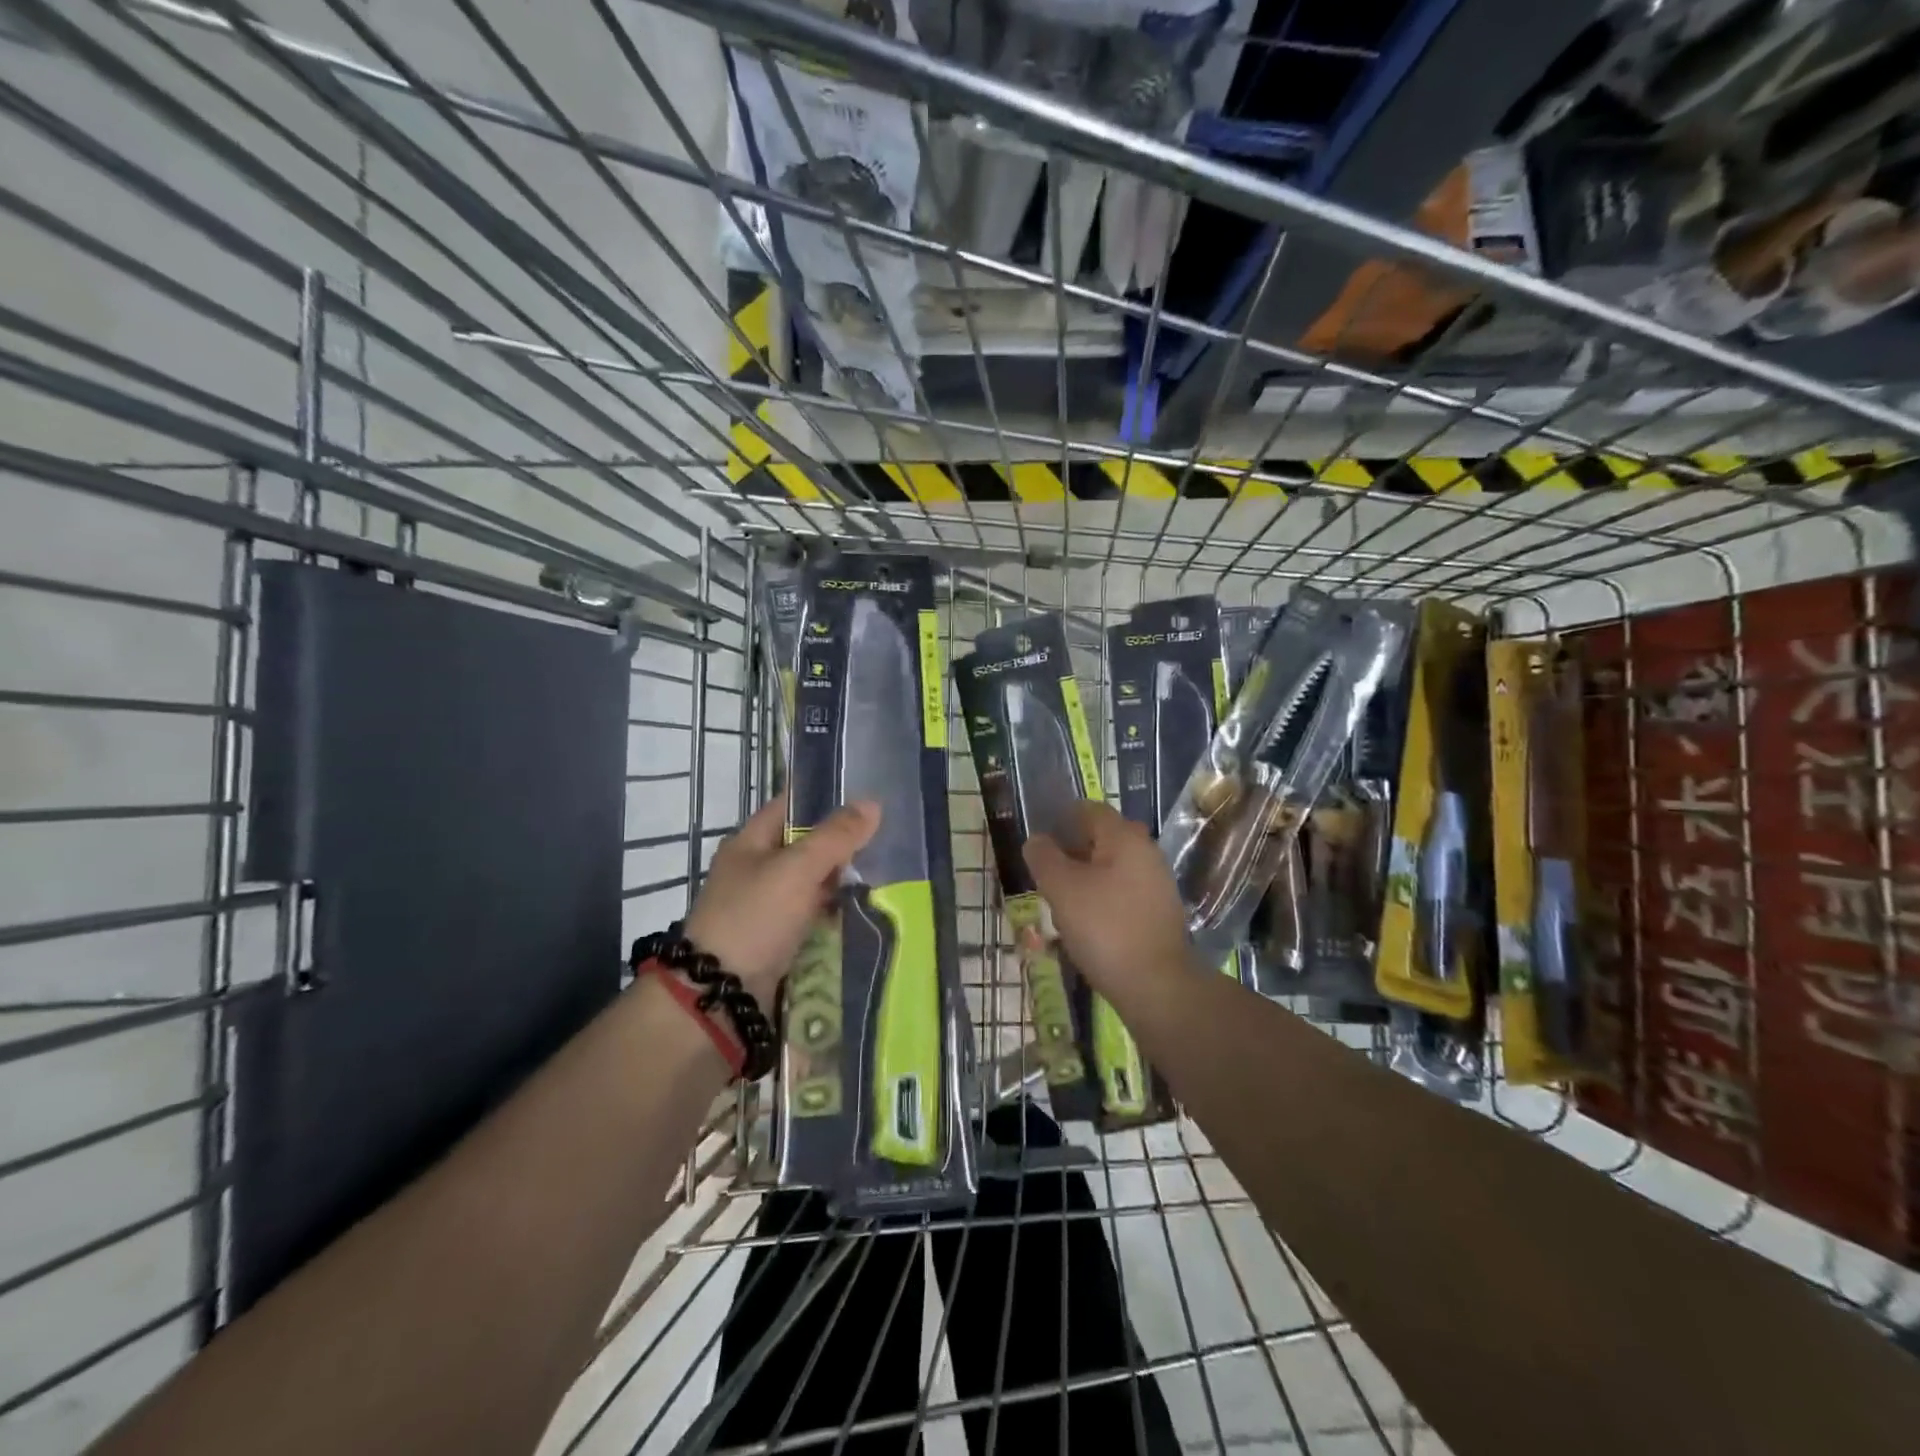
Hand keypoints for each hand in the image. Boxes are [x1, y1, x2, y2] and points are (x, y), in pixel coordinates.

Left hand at [683, 793, 878, 1008]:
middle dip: (838, 845)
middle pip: (802, 846)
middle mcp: (752, 870)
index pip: (789, 807)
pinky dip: (829, 911)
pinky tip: (857, 910)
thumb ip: (836, 837)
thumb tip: (872, 804)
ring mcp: (761, 906)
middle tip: (881, 841)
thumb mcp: (798, 869)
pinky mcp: (772, 938)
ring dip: (836, 881)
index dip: (823, 800)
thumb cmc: (755, 917)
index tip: (863, 800)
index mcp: (747, 843)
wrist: (722, 994)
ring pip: (807, 882)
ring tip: (879, 874)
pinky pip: (807, 914)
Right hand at [1025, 801, 1193, 995]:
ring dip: (1084, 878)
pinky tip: (1085, 924)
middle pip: (1101, 839)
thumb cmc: (1105, 928)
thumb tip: (1036, 840)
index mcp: (1124, 837)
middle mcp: (1146, 852)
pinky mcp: (1159, 912)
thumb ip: (1044, 858)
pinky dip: (1101, 900)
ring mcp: (1156, 883)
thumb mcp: (1062, 889)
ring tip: (1059, 903)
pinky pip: (1122, 893)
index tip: (1038, 842)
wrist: (1157, 986)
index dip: (1060, 819)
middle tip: (1045, 874)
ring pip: (1111, 868)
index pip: (1089, 810)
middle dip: (1071, 852)